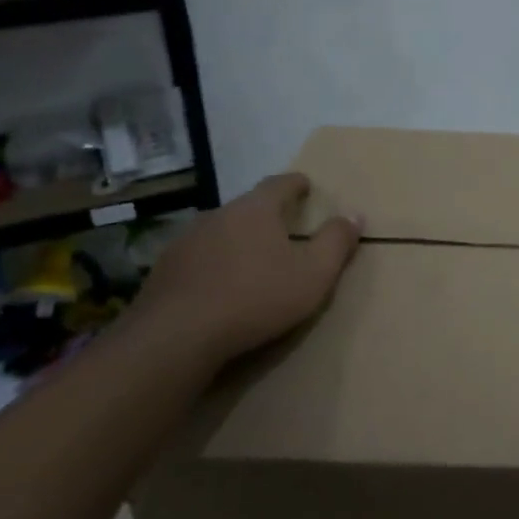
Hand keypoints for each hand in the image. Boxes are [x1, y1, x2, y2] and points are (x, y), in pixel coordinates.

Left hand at [132, 173, 361, 364]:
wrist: (177, 335)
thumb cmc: (257, 297)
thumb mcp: (314, 273)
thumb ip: (336, 242)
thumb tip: (354, 215)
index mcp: (256, 210)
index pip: (279, 183)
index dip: (296, 184)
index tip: (306, 186)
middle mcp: (218, 215)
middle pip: (248, 206)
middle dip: (267, 214)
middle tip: (284, 228)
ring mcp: (185, 241)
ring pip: (220, 231)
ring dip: (238, 240)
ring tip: (252, 259)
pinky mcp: (164, 270)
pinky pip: (198, 258)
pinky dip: (214, 264)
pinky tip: (219, 286)